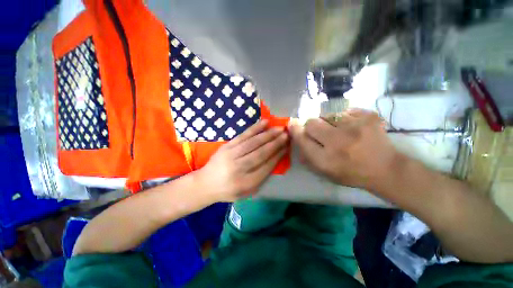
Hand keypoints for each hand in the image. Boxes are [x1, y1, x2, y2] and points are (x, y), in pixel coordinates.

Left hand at [196, 120, 288, 201]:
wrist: (205, 184)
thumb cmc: (228, 190)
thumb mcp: (247, 192)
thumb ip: (261, 179)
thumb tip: (274, 160)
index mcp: (246, 183)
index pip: (266, 166)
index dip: (278, 155)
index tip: (286, 147)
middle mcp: (239, 168)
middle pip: (261, 153)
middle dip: (276, 143)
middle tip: (287, 134)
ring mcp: (231, 155)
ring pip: (253, 143)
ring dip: (268, 135)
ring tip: (279, 128)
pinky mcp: (227, 146)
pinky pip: (243, 135)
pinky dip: (255, 128)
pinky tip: (264, 123)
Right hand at [289, 109, 398, 193]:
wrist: (386, 168)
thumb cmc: (350, 173)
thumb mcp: (324, 172)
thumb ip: (306, 156)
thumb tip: (296, 137)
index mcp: (326, 160)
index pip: (302, 139)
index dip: (295, 130)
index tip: (292, 124)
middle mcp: (338, 142)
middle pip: (311, 122)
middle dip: (310, 125)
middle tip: (318, 131)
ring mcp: (355, 127)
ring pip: (327, 115)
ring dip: (327, 122)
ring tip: (338, 130)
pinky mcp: (368, 116)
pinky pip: (344, 111)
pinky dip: (343, 118)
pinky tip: (351, 127)